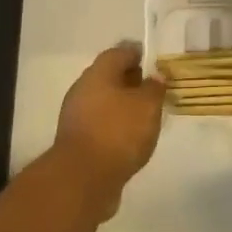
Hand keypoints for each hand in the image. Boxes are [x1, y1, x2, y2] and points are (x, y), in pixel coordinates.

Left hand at [51, 45, 165, 217]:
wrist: (82, 179)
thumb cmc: (118, 132)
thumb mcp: (147, 106)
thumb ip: (154, 88)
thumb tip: (154, 77)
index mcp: (98, 73)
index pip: (120, 52)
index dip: (138, 54)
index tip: (155, 62)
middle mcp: (83, 88)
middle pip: (110, 76)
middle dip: (131, 81)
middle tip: (153, 90)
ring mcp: (76, 115)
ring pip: (104, 101)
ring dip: (123, 105)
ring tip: (146, 116)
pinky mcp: (77, 140)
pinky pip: (100, 124)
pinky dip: (115, 125)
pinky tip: (131, 138)